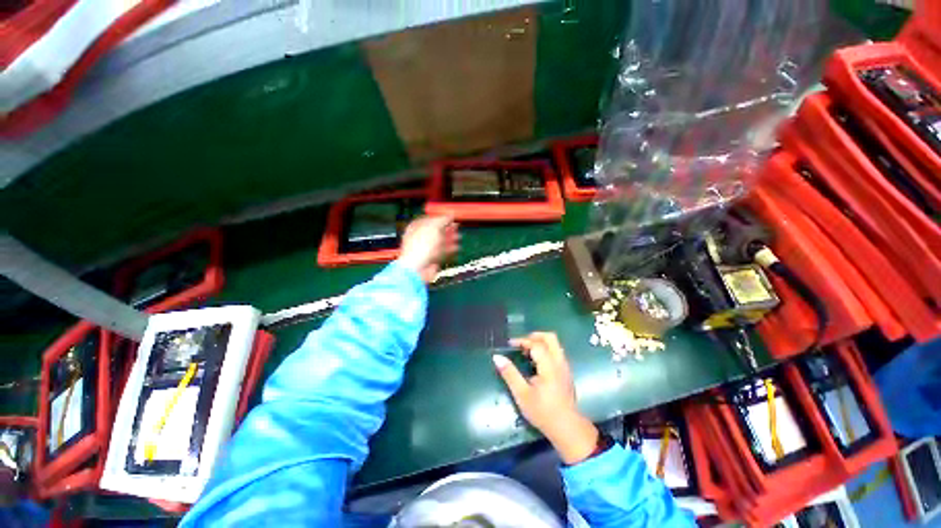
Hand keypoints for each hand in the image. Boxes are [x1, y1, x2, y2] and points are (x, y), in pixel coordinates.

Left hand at [398, 215, 459, 282]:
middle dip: (448, 229)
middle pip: (436, 230)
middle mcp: (419, 237)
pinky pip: (442, 252)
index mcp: (416, 227)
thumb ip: (443, 219)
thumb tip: (451, 214)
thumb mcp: (433, 227)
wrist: (418, 268)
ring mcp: (426, 249)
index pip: (429, 219)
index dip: (441, 218)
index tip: (452, 217)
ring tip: (459, 237)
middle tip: (457, 226)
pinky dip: (450, 249)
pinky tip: (457, 247)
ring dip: (450, 239)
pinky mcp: (432, 259)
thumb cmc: (422, 245)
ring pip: (440, 242)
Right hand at [492, 332, 598, 464]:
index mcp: (549, 366)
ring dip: (540, 343)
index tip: (509, 345)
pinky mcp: (566, 372)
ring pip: (555, 344)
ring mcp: (565, 367)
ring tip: (526, 352)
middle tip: (521, 343)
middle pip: (550, 338)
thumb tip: (497, 357)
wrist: (567, 429)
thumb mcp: (522, 394)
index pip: (536, 344)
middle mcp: (559, 362)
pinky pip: (556, 352)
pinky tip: (535, 362)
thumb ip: (510, 374)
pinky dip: (545, 350)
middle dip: (534, 336)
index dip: (522, 341)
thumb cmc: (543, 412)